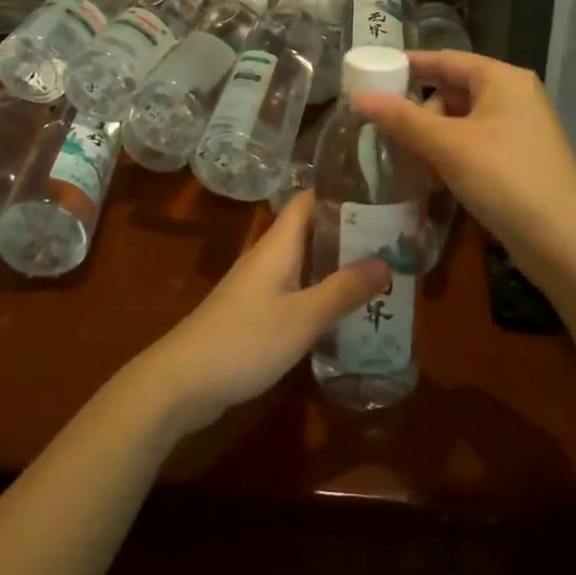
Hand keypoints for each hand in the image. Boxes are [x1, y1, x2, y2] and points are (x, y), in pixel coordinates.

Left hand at [129, 191, 389, 435]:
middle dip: (349, 232)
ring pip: (304, 262)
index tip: (379, 193)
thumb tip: (386, 261)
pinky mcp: (254, 313)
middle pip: (311, 230)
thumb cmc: (244, 340)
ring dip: (337, 265)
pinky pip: (295, 289)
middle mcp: (268, 256)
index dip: (341, 192)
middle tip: (393, 239)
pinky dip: (320, 292)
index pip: (309, 199)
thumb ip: (343, 290)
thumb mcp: (302, 317)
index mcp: (278, 244)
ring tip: (380, 272)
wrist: (182, 382)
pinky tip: (344, 311)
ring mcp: (259, 285)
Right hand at [351, 51, 575, 291]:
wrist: (565, 244)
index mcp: (502, 80)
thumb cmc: (505, 180)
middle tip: (381, 124)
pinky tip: (427, 175)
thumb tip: (358, 97)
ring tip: (400, 154)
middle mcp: (513, 97)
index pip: (445, 59)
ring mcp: (518, 131)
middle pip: (453, 89)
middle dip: (417, 107)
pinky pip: (473, 145)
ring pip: (461, 121)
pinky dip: (448, 154)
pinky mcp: (517, 161)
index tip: (371, 71)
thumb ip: (402, 119)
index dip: (407, 64)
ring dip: (430, 135)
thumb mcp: (448, 146)